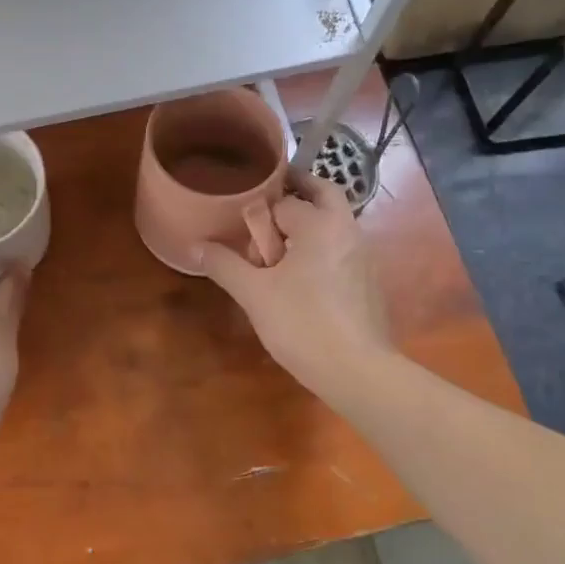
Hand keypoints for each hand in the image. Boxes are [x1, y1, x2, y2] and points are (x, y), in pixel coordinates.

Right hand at [197, 170, 390, 410]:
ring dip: (309, 222)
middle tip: (267, 204)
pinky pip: (341, 247)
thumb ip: (224, 265)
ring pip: (334, 221)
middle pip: (323, 193)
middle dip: (297, 191)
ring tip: (277, 246)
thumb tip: (195, 246)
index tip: (242, 225)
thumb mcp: (254, 294)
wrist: (358, 371)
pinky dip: (321, 247)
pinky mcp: (369, 280)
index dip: (260, 212)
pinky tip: (300, 277)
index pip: (284, 200)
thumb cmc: (302, 324)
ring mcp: (364, 255)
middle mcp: (347, 230)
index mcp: (320, 224)